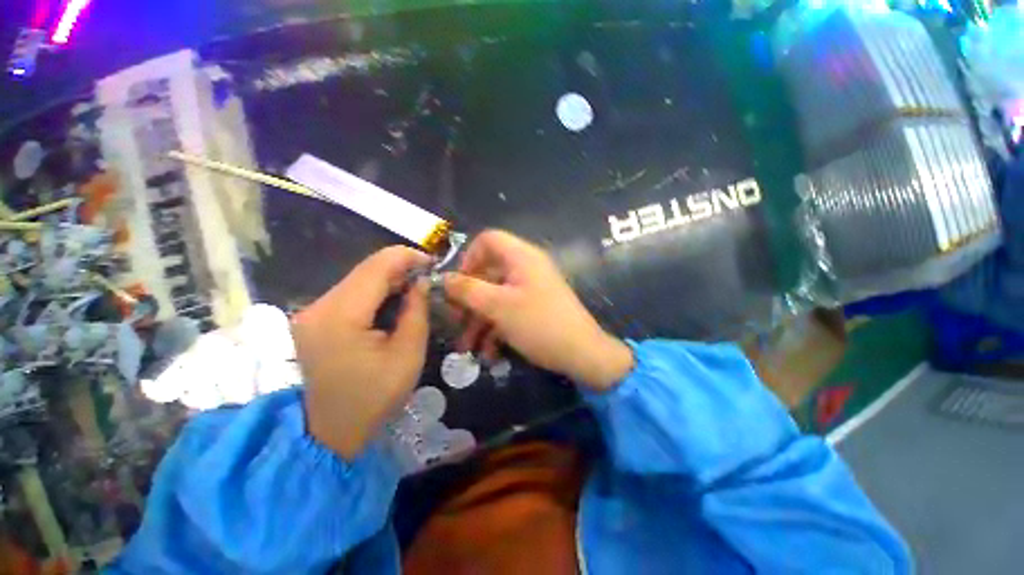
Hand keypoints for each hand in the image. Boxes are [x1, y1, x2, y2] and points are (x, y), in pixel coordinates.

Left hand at [292, 246, 431, 458]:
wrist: (331, 432)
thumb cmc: (375, 397)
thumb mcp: (408, 354)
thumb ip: (416, 310)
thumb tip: (421, 281)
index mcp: (340, 315)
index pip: (377, 266)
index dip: (407, 257)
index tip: (432, 263)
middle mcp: (318, 306)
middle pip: (365, 269)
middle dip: (400, 268)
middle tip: (427, 279)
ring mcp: (311, 312)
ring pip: (358, 278)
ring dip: (389, 279)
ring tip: (414, 290)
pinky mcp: (314, 319)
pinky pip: (350, 292)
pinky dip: (375, 291)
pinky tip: (392, 301)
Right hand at [444, 230, 633, 391]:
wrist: (582, 354)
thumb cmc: (539, 324)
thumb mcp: (498, 307)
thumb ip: (468, 290)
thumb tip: (444, 279)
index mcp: (521, 257)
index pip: (488, 240)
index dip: (469, 257)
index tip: (458, 284)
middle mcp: (526, 268)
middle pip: (488, 272)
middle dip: (469, 299)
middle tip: (455, 321)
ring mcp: (531, 289)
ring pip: (496, 296)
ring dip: (479, 320)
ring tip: (468, 347)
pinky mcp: (534, 307)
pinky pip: (508, 310)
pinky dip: (496, 328)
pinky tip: (489, 353)